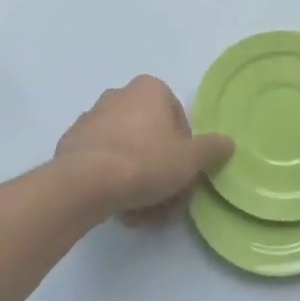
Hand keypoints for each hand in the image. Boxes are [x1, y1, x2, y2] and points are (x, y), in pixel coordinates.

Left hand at [54, 76, 233, 223]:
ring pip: (127, 152)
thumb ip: (211, 149)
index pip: (177, 118)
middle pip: (151, 137)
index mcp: (149, 89)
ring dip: (137, 180)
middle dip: (160, 170)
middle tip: (164, 200)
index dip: (185, 150)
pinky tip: (117, 206)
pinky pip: (102, 161)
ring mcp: (91, 118)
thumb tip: (227, 142)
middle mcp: (118, 95)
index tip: (182, 175)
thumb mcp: (190, 160)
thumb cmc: (145, 162)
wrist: (85, 183)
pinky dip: (112, 181)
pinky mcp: (72, 142)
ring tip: (141, 211)